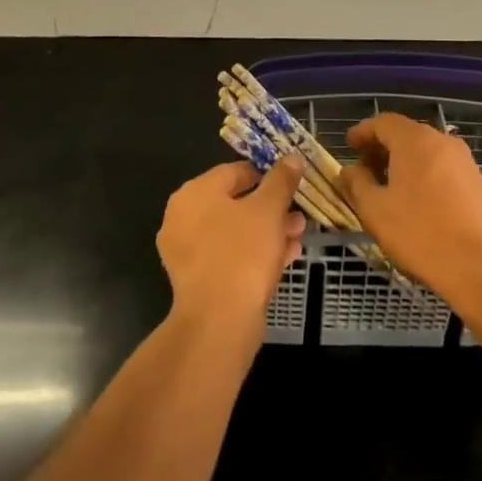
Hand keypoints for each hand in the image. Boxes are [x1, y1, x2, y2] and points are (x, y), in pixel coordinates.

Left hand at [156, 159, 305, 325]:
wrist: (219, 322)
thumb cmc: (242, 253)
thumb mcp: (269, 210)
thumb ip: (280, 181)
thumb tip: (291, 158)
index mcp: (194, 193)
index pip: (234, 171)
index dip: (265, 174)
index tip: (290, 182)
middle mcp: (183, 218)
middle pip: (235, 203)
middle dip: (271, 208)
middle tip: (297, 214)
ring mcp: (187, 252)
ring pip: (235, 233)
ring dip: (267, 232)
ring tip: (297, 236)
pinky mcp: (197, 281)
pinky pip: (230, 257)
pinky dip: (255, 254)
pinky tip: (285, 258)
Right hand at [340, 113, 481, 313]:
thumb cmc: (423, 235)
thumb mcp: (376, 211)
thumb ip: (357, 184)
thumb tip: (349, 170)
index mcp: (415, 140)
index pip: (383, 122)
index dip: (363, 132)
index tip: (349, 146)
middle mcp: (442, 141)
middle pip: (405, 134)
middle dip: (381, 149)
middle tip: (364, 172)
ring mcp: (464, 161)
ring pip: (424, 151)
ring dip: (402, 163)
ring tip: (388, 190)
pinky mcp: (477, 182)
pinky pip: (441, 167)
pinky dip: (422, 174)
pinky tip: (416, 203)